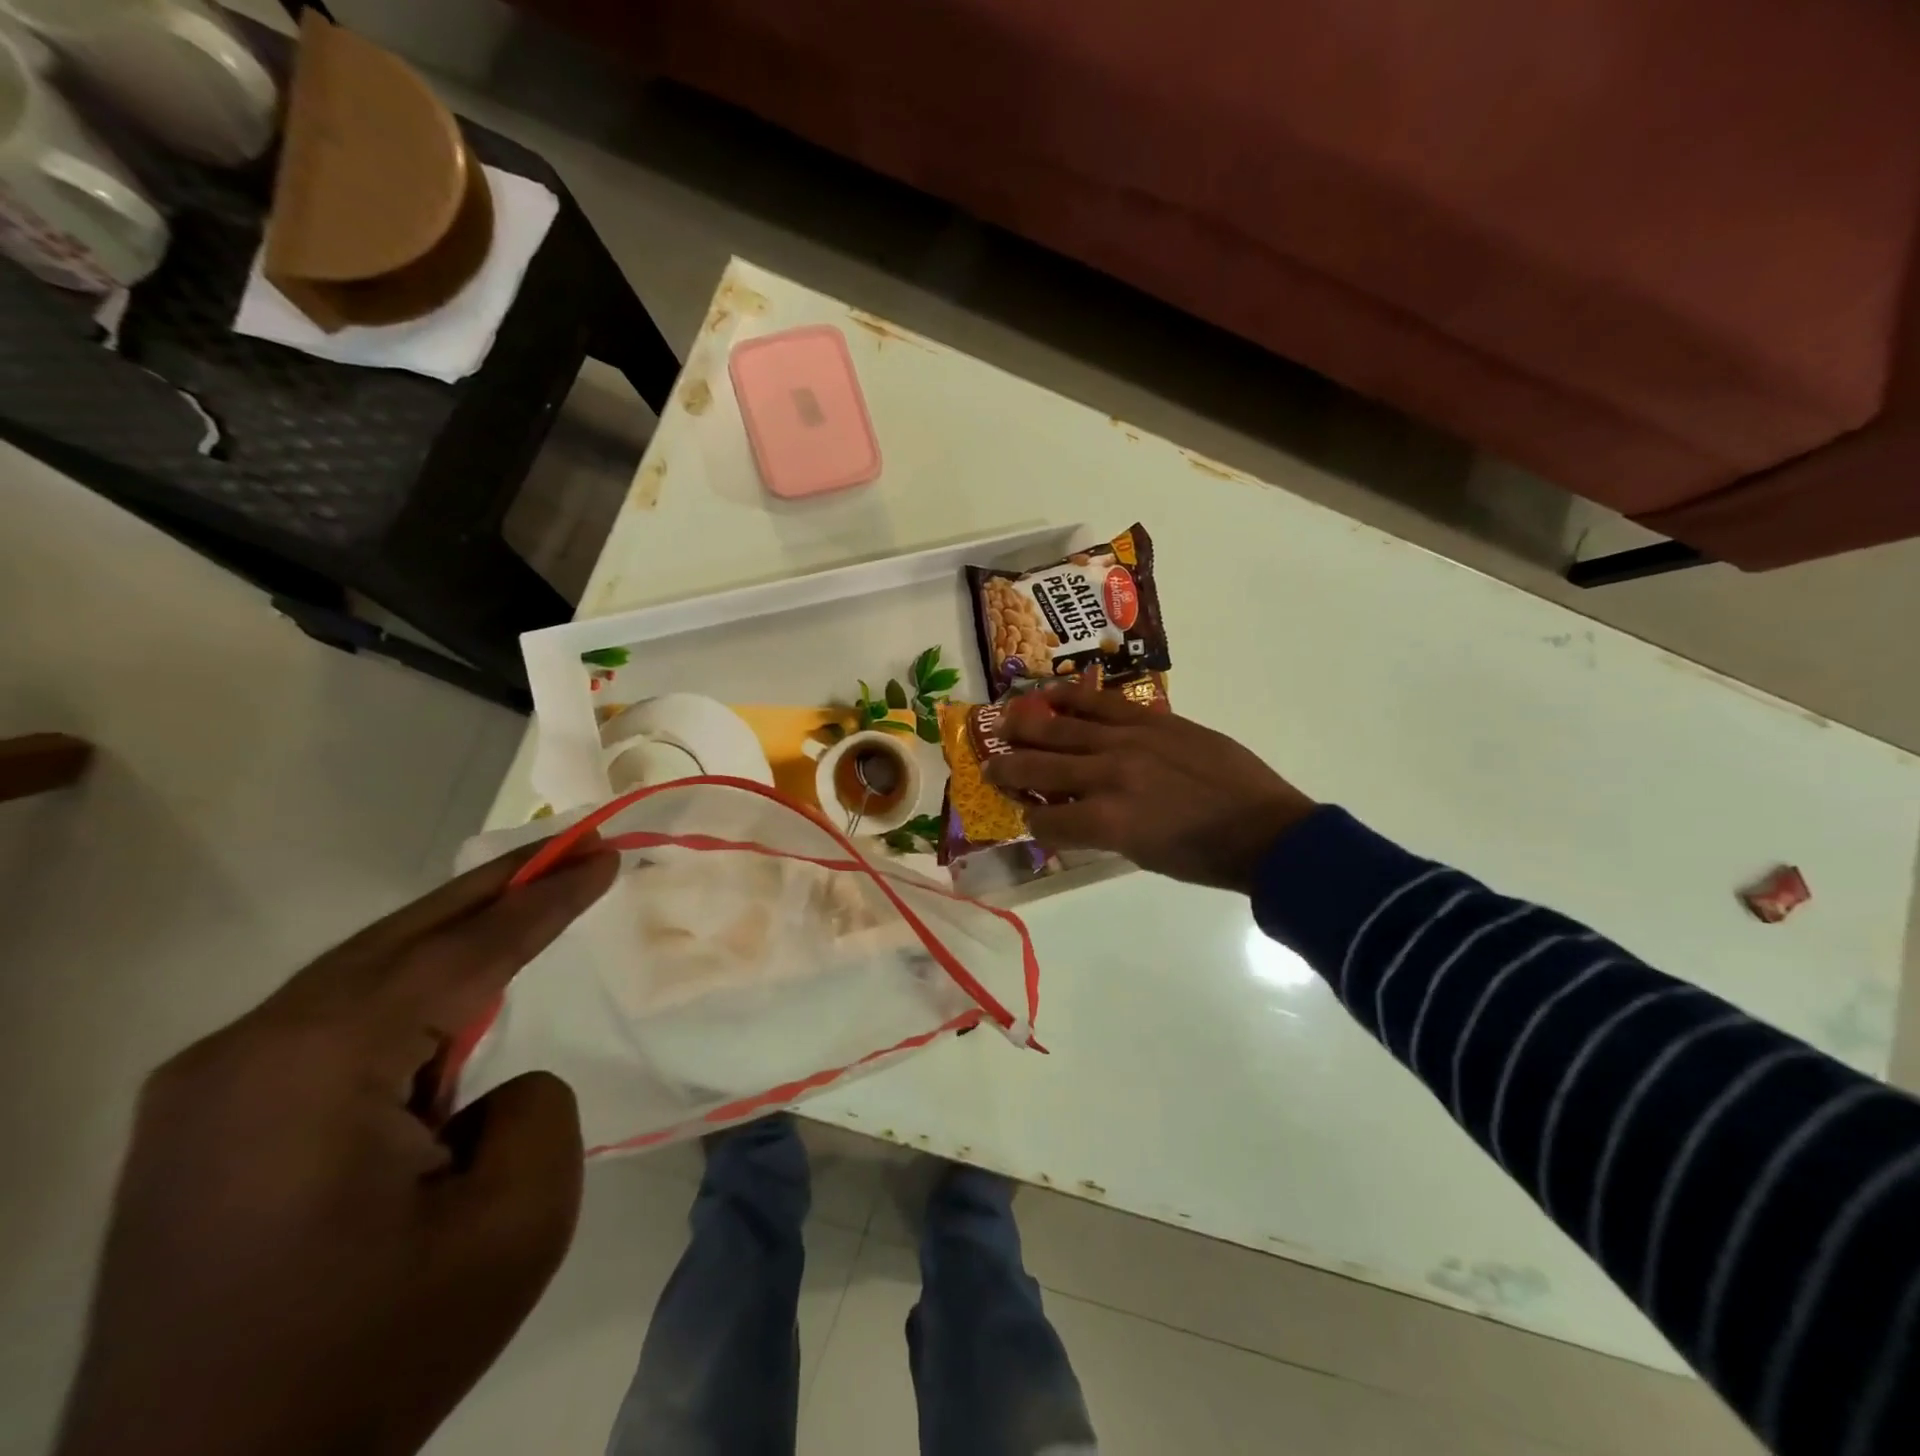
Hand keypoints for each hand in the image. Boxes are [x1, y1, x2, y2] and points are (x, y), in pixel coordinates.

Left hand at [56, 841, 617, 1455]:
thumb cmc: (372, 1355)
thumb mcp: (515, 1225)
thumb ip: (538, 1108)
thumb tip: (495, 1085)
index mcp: (317, 1066)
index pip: (464, 953)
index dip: (545, 898)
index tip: (603, 852)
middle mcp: (244, 1053)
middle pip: (401, 938)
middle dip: (496, 888)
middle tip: (569, 846)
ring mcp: (206, 1089)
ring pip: (362, 975)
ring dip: (451, 941)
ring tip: (527, 905)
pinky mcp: (203, 1124)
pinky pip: (329, 1023)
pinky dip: (405, 996)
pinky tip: (450, 1007)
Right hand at [986, 681, 1315, 892]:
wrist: (1265, 830)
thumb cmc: (1203, 858)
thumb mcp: (1139, 855)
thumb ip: (1098, 830)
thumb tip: (1071, 811)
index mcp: (1105, 821)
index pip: (1044, 818)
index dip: (1031, 820)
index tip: (1030, 817)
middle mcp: (1107, 776)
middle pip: (1039, 766)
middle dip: (1007, 769)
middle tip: (988, 765)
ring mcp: (1129, 741)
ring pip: (1061, 727)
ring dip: (1025, 727)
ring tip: (1003, 724)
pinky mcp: (1152, 719)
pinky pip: (1100, 703)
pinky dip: (1071, 700)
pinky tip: (1050, 697)